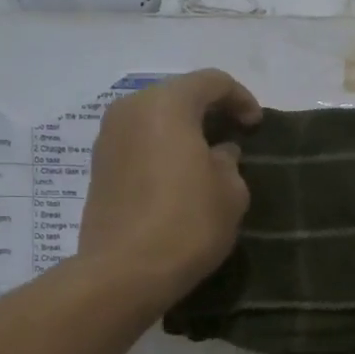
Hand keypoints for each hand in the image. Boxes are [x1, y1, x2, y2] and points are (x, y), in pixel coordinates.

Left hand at [79, 69, 262, 308]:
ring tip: (207, 156)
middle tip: (233, 135)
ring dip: (182, 130)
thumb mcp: (231, 192)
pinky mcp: (99, 167)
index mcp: (167, 104)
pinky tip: (178, 175)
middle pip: (178, 95)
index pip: (212, 82)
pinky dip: (161, 148)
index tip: (255, 126)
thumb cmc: (187, 224)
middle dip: (209, 111)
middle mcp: (131, 110)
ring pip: (154, 118)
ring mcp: (108, 138)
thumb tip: (218, 153)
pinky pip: (138, 142)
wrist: (124, 272)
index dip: (241, 98)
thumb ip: (230, 162)